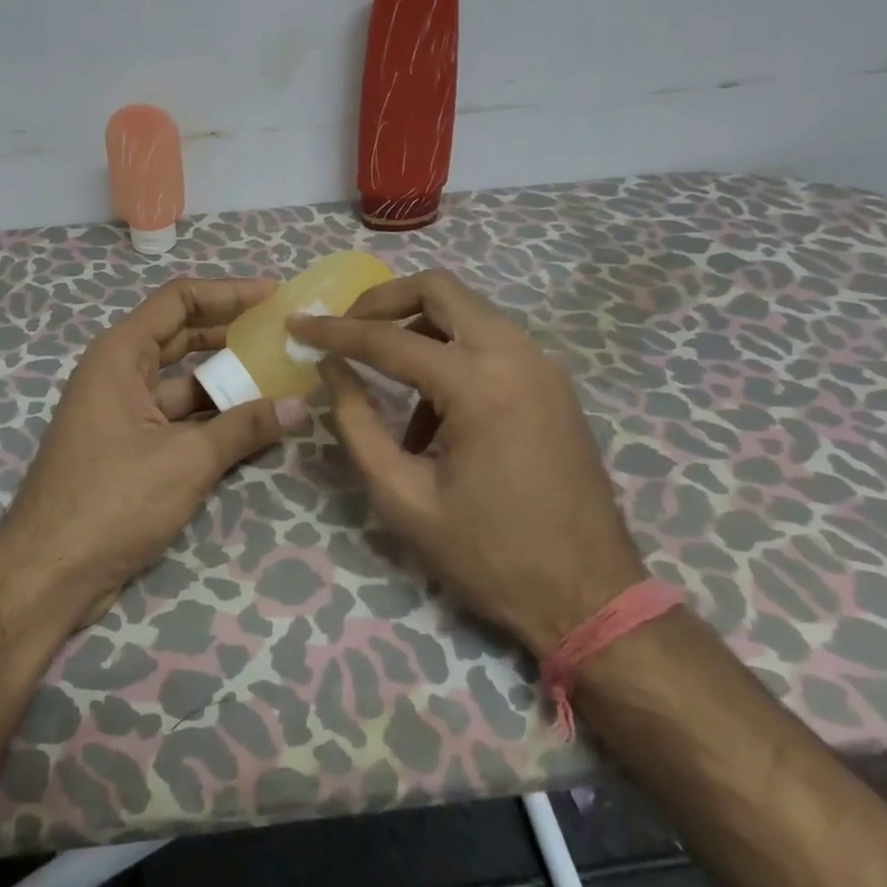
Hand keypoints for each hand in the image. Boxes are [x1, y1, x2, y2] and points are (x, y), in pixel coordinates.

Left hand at [0, 277, 307, 628]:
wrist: (48, 575)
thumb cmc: (112, 500)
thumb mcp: (186, 461)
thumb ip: (244, 428)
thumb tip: (301, 406)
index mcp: (120, 355)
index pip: (179, 300)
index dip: (228, 292)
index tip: (274, 296)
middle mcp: (119, 372)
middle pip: (183, 335)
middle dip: (233, 332)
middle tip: (284, 333)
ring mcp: (123, 411)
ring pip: (184, 381)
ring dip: (228, 379)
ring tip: (282, 375)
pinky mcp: (130, 447)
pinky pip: (179, 417)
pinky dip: (214, 417)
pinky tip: (255, 423)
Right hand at [288, 270, 646, 655]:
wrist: (591, 598)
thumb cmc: (489, 555)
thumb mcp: (402, 497)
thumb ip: (356, 422)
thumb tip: (330, 368)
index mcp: (479, 385)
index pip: (388, 339)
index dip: (334, 332)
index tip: (296, 327)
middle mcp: (515, 355)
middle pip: (438, 289)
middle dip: (381, 302)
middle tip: (345, 330)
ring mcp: (540, 364)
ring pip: (465, 309)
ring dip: (416, 327)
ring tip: (383, 375)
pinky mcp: (551, 381)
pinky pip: (488, 339)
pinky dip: (449, 350)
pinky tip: (432, 408)